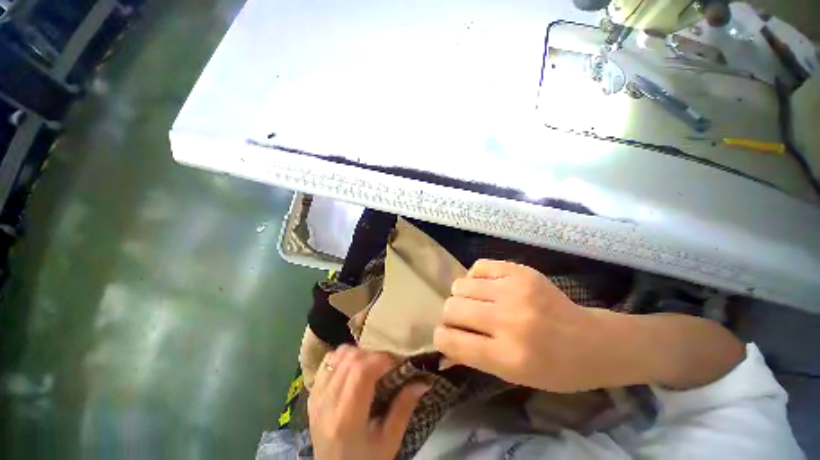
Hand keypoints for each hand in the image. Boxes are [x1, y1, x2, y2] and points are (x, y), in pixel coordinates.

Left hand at [308, 345, 428, 459]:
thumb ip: (404, 407)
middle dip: (372, 355)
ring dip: (357, 353)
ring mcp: (316, 398)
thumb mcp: (389, 441)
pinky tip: (353, 367)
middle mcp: (326, 404)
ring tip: (370, 365)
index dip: (381, 359)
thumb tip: (423, 380)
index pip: (361, 372)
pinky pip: (326, 362)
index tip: (396, 363)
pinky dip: (342, 357)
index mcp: (346, 419)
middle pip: (350, 359)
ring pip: (337, 356)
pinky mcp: (312, 395)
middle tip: (386, 364)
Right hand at [434, 259, 613, 392]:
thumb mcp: (511, 375)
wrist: (591, 341)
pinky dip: (476, 278)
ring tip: (477, 302)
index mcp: (508, 356)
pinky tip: (487, 287)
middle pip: (451, 308)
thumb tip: (440, 350)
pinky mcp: (520, 271)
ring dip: (462, 296)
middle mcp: (509, 320)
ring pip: (460, 285)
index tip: (445, 336)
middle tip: (463, 320)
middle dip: (451, 316)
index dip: (441, 338)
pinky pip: (478, 267)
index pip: (452, 341)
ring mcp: (515, 290)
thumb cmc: (552, 368)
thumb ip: (471, 359)